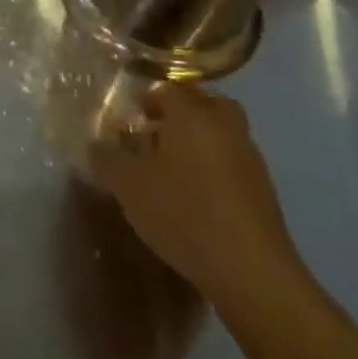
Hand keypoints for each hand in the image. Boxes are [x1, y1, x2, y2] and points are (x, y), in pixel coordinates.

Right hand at [85, 82, 302, 312]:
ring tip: (166, 167)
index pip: (168, 89)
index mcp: (192, 115)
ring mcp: (249, 157)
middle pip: (203, 104)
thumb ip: (107, 158)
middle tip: (151, 133)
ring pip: (219, 132)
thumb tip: (96, 146)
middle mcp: (225, 126)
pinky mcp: (261, 188)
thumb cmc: (182, 212)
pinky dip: (210, 166)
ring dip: (195, 140)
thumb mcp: (127, 184)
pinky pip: (229, 160)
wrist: (249, 269)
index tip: (126, 119)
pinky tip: (190, 194)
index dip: (145, 99)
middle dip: (177, 113)